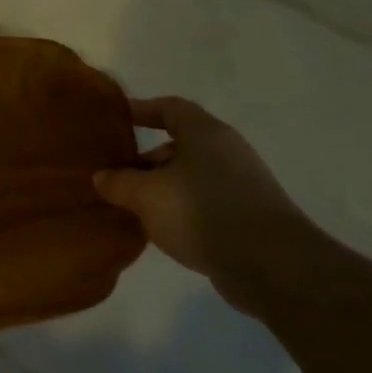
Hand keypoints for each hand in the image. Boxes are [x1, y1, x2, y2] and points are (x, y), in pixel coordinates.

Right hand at [93, 96, 316, 304]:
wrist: (269, 264)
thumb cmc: (202, 212)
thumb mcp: (147, 195)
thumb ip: (119, 182)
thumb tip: (102, 177)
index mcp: (205, 134)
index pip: (170, 108)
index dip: (142, 110)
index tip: (117, 119)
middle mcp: (225, 152)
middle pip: (177, 145)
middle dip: (143, 161)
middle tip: (113, 178)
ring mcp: (239, 184)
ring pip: (187, 177)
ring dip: (158, 189)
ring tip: (130, 208)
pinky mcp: (244, 215)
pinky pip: (200, 202)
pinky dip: (177, 210)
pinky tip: (159, 230)